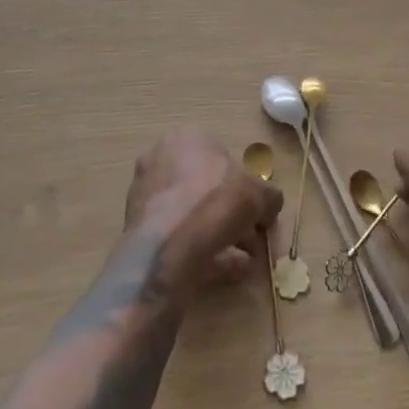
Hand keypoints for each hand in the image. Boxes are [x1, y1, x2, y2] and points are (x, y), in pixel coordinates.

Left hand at [124, 129, 282, 293]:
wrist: (167, 248)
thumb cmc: (215, 203)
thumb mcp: (258, 195)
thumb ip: (269, 197)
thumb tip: (271, 205)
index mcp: (186, 138)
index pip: (221, 156)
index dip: (243, 185)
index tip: (256, 209)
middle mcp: (160, 159)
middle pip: (205, 188)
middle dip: (231, 214)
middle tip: (251, 237)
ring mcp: (145, 195)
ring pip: (191, 214)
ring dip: (219, 235)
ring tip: (243, 261)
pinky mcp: (137, 229)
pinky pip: (178, 236)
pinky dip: (202, 250)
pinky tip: (225, 270)